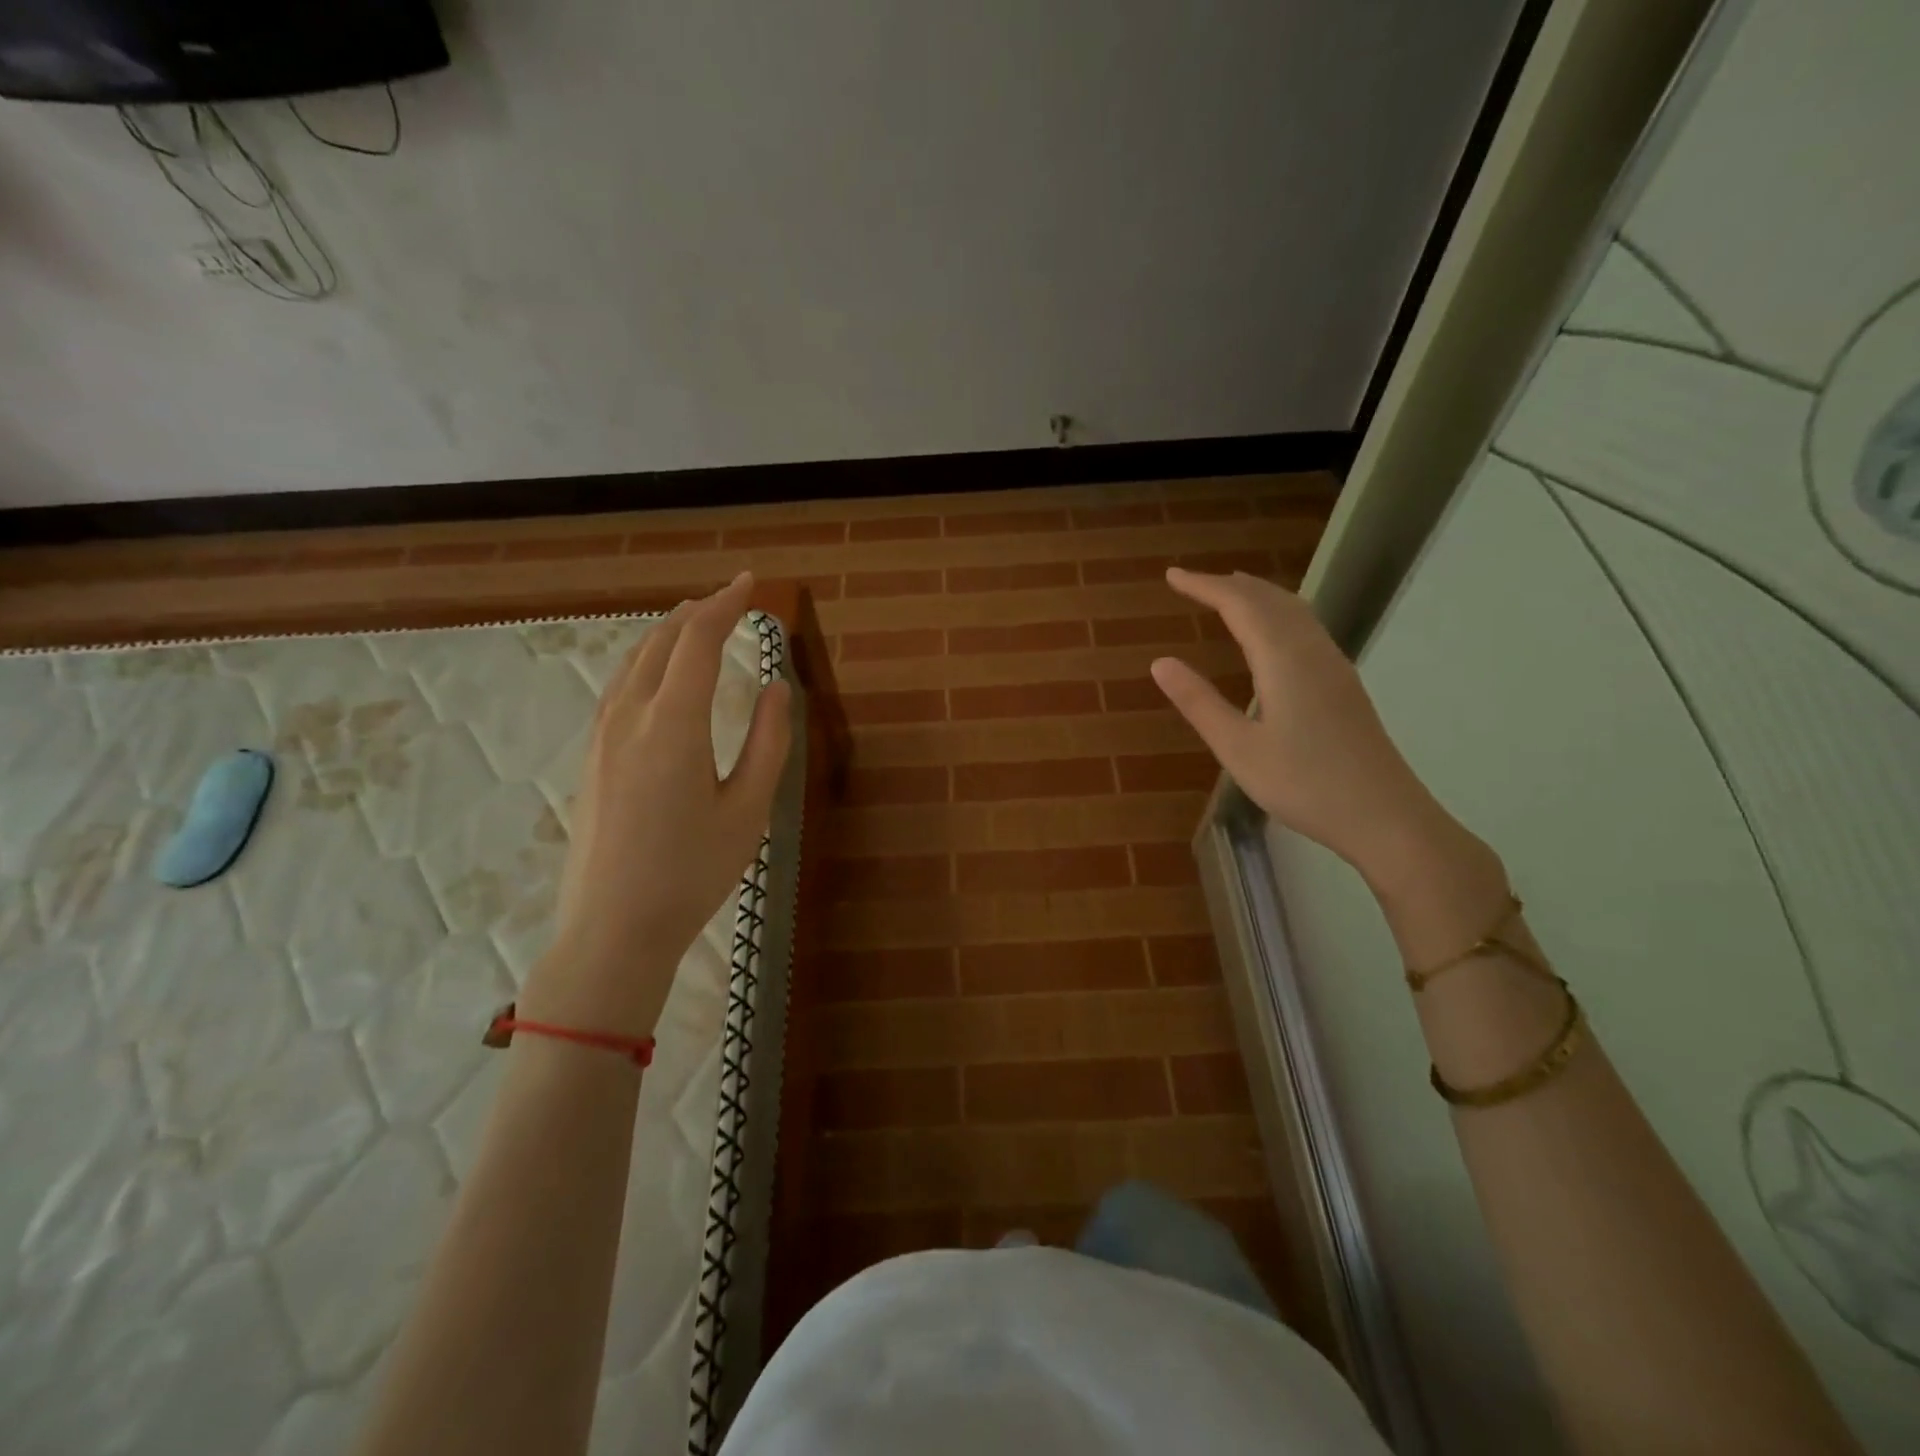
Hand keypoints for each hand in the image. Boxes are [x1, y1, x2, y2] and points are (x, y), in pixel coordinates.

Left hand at [523, 573, 792, 1038]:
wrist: (613, 928)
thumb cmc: (693, 872)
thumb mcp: (749, 809)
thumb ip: (769, 741)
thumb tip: (779, 687)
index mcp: (673, 724)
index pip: (698, 643)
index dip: (725, 606)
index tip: (749, 584)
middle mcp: (629, 717)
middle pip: (659, 643)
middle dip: (695, 613)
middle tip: (728, 600)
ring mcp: (602, 737)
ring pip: (632, 663)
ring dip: (667, 635)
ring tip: (696, 625)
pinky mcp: (592, 757)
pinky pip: (619, 688)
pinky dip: (646, 662)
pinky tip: (659, 675)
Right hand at [1149, 568, 1445, 880]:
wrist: (1385, 816)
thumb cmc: (1304, 785)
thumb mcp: (1238, 749)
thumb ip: (1199, 703)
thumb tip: (1160, 662)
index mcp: (1284, 660)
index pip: (1239, 605)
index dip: (1204, 586)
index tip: (1172, 576)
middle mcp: (1312, 651)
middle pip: (1270, 600)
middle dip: (1229, 585)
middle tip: (1193, 581)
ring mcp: (1334, 666)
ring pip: (1294, 611)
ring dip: (1258, 595)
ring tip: (1231, 591)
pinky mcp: (1344, 684)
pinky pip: (1307, 628)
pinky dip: (1279, 613)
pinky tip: (1273, 633)